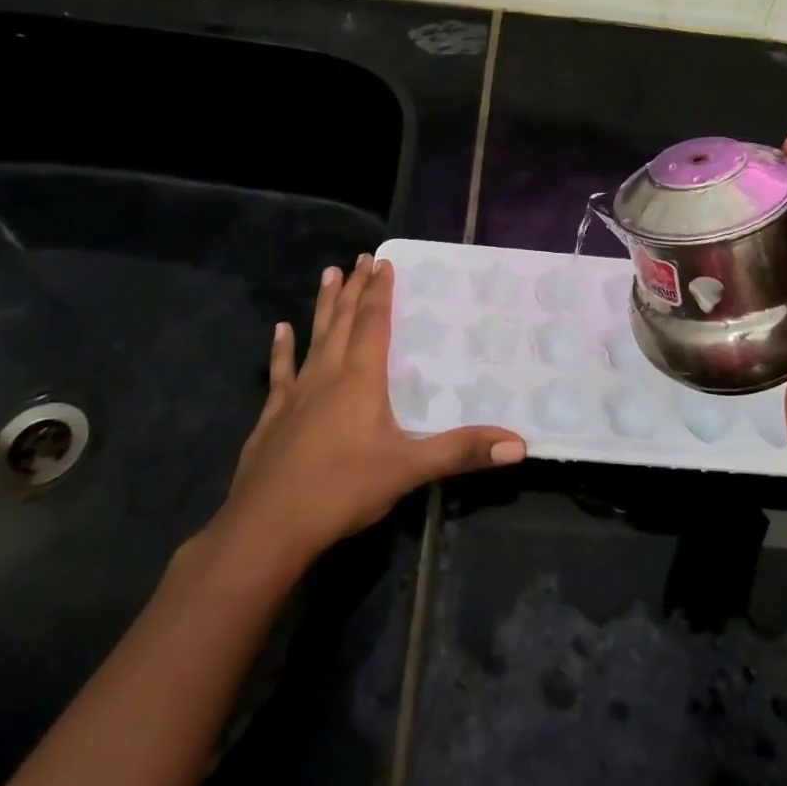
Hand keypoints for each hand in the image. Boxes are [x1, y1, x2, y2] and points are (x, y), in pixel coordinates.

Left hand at [201, 256, 526, 578]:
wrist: (267, 527)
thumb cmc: (342, 490)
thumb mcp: (409, 470)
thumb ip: (462, 452)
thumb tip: (519, 445)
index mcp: (361, 379)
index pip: (374, 323)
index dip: (380, 292)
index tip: (383, 261)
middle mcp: (328, 375)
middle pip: (344, 321)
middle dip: (355, 288)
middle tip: (361, 258)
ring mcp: (296, 394)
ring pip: (314, 337)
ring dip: (324, 305)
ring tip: (328, 274)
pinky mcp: (273, 416)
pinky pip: (281, 372)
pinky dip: (282, 349)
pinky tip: (280, 330)